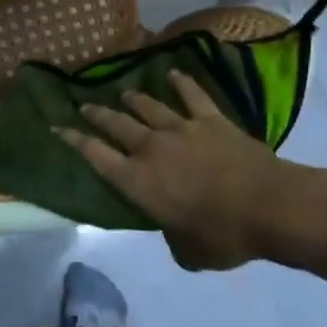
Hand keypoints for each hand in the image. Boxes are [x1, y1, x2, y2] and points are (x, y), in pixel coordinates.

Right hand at [58, 69, 323, 270]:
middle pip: (116, 124)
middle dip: (97, 115)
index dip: (74, 141)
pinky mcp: (211, 119)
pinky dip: (181, 83)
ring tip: (124, 93)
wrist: (267, 206)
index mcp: (138, 181)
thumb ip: (171, 235)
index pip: (96, 156)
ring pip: (149, 107)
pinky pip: (192, 95)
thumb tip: (173, 228)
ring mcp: (181, 128)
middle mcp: (151, 148)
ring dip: (133, 99)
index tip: (58, 127)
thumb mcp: (187, 251)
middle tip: (85, 105)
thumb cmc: (223, 236)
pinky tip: (174, 74)